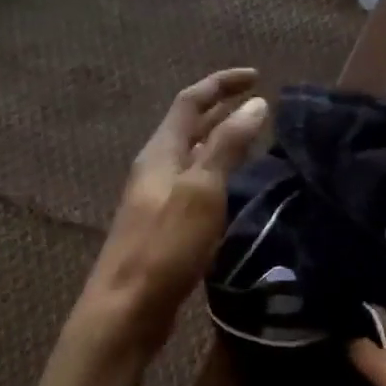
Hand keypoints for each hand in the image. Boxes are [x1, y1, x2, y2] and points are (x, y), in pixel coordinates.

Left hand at [72, 68, 267, 355]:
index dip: (221, 84)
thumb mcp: (201, 191)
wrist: (126, 310)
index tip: (256, 76)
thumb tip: (256, 104)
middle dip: (222, 108)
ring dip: (221, 138)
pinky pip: (196, 182)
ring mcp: (159, 198)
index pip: (190, 102)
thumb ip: (227, 146)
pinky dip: (219, 169)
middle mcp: (156, 168)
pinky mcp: (166, 224)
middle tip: (259, 102)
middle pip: (189, 126)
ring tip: (254, 135)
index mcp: (160, 153)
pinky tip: (236, 184)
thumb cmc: (164, 247)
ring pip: (194, 154)